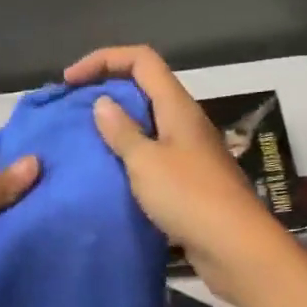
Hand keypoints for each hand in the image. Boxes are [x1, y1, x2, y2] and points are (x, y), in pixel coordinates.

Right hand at [63, 45, 280, 284]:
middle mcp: (185, 120)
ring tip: (83, 140)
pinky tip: (108, 172)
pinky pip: (153, 153)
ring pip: (148, 121)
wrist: (235, 247)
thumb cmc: (189, 197)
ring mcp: (189, 150)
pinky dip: (129, 154)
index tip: (70, 81)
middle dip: (107, 90)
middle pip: (144, 86)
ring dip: (117, 125)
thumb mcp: (146, 162)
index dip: (104, 58)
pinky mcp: (188, 179)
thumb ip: (122, 132)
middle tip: (72, 110)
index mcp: (177, 106)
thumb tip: (102, 102)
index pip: (141, 59)